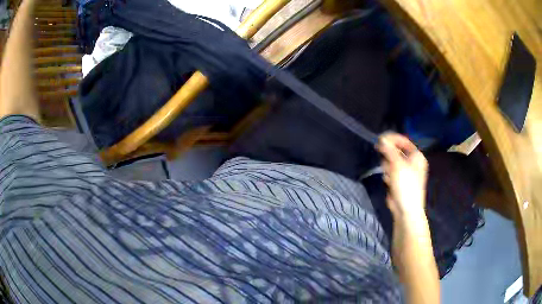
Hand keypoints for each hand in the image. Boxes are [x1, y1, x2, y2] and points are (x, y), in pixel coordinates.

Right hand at [377, 133, 427, 220]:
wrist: (406, 209)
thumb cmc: (406, 185)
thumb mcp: (398, 165)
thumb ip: (389, 150)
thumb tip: (382, 138)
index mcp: (416, 156)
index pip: (403, 141)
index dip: (392, 139)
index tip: (380, 139)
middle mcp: (412, 162)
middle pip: (396, 150)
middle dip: (389, 155)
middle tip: (385, 160)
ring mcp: (405, 171)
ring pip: (391, 161)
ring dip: (387, 167)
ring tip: (389, 175)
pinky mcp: (398, 180)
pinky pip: (389, 171)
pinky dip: (387, 175)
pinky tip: (388, 182)